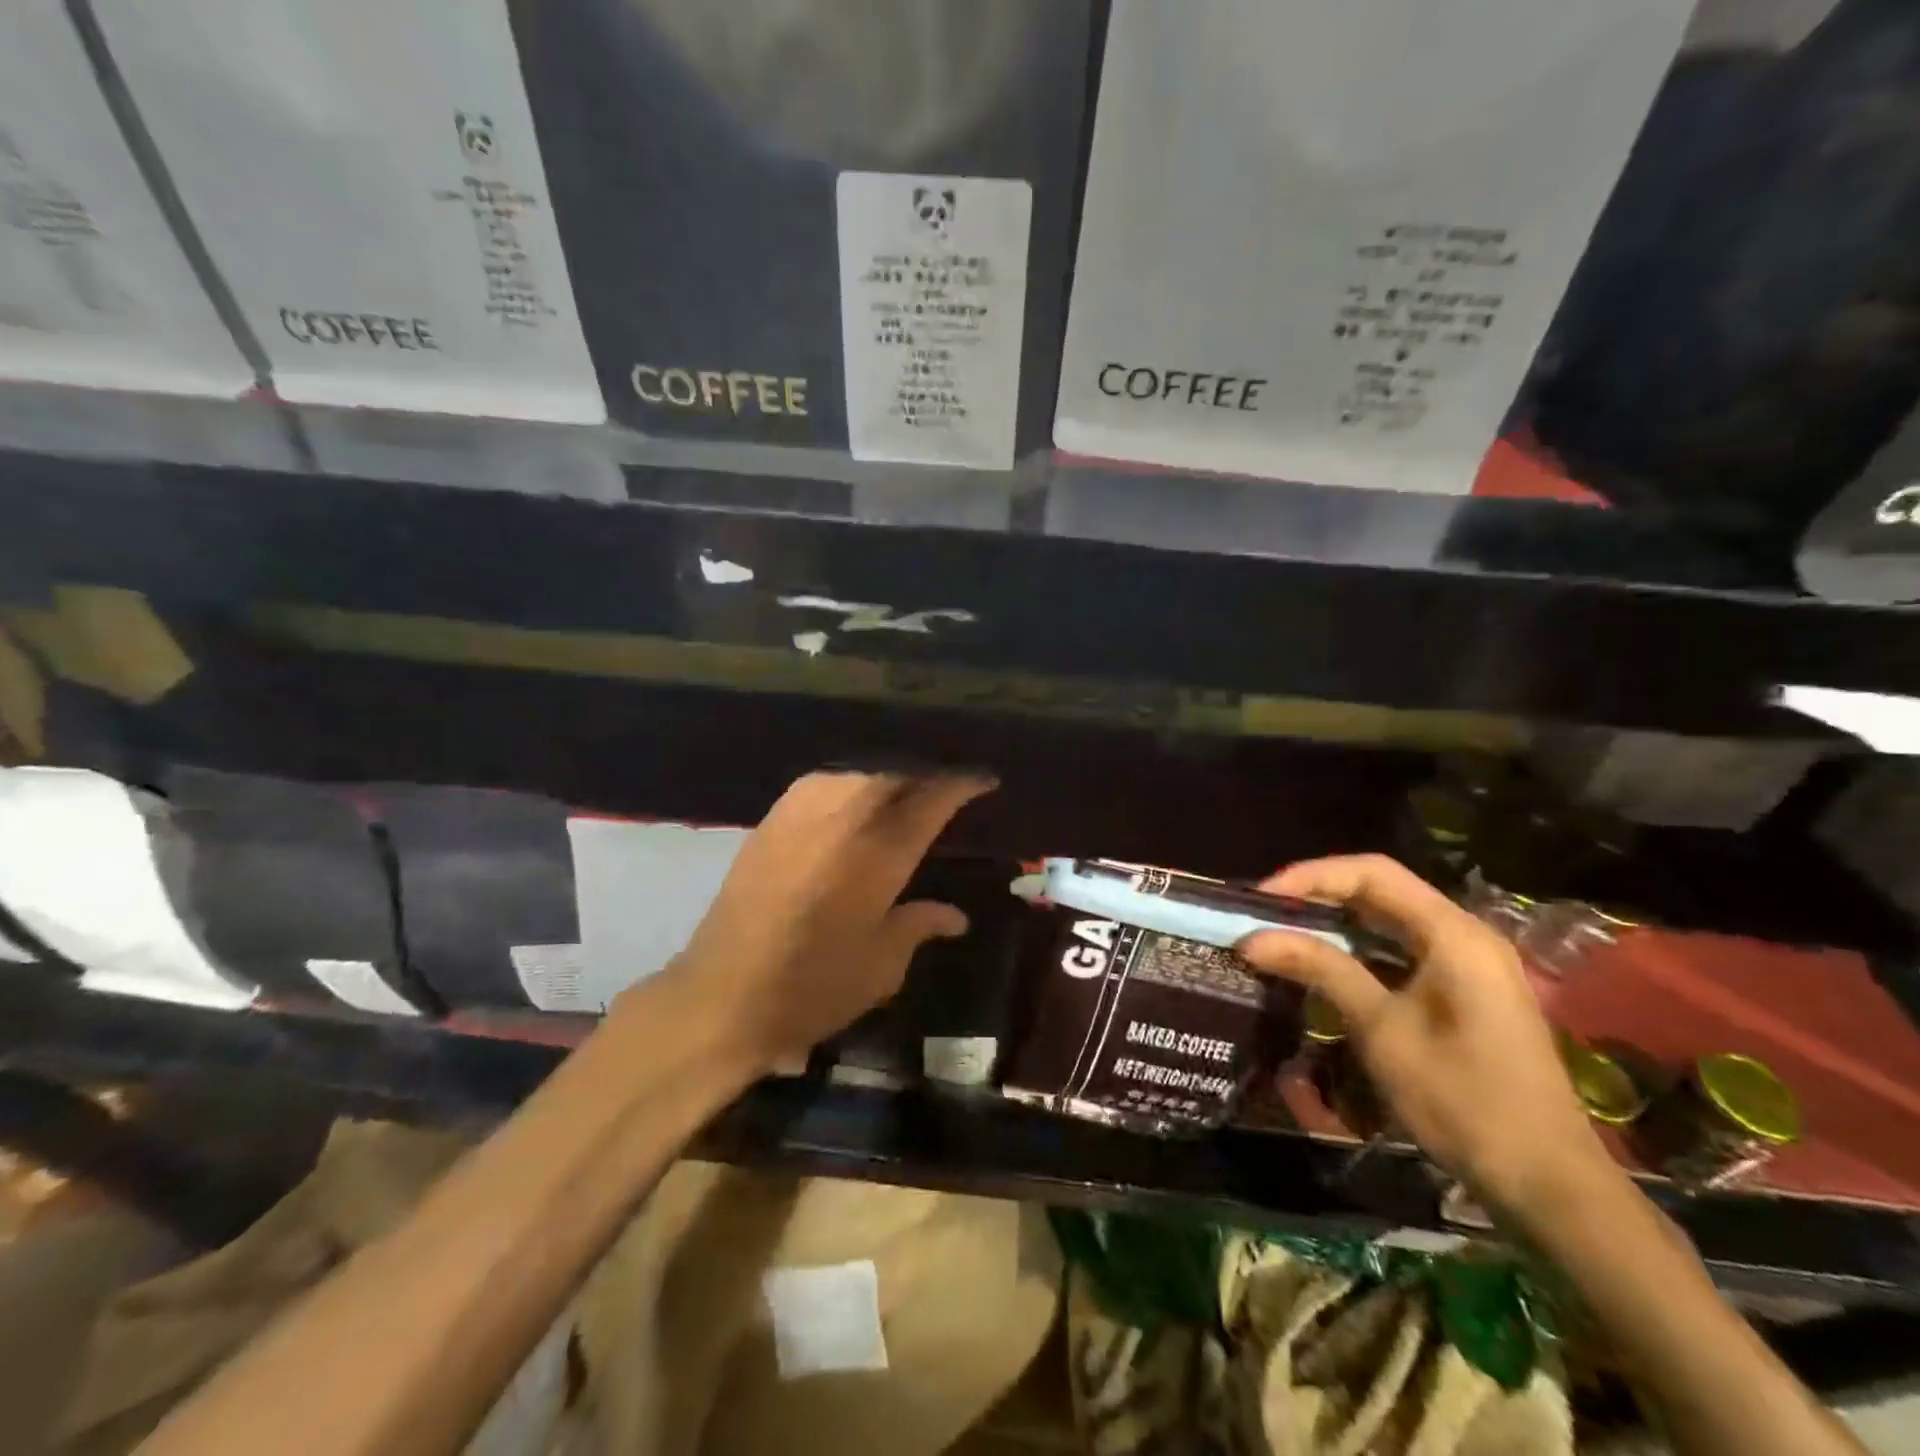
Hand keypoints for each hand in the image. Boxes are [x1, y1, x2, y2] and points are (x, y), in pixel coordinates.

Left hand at [646, 771, 994, 1073]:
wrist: (723, 996)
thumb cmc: (815, 988)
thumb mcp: (882, 965)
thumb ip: (920, 925)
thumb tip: (956, 916)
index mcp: (881, 854)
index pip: (932, 800)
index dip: (962, 784)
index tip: (984, 780)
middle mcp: (844, 820)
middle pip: (893, 772)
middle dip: (924, 773)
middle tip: (943, 787)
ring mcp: (801, 815)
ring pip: (854, 770)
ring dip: (885, 773)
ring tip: (902, 787)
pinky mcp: (769, 822)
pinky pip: (819, 782)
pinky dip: (846, 781)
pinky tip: (851, 797)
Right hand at [1237, 854, 1617, 1221]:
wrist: (1548, 1184)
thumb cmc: (1463, 1100)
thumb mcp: (1382, 1030)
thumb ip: (1320, 969)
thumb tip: (1252, 938)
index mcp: (1454, 933)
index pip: (1371, 873)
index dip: (1311, 876)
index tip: (1261, 899)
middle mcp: (1466, 934)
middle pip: (1382, 889)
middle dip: (1319, 895)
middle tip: (1265, 915)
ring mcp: (1471, 963)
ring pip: (1391, 919)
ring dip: (1337, 921)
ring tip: (1284, 933)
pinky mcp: (1468, 990)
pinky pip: (1404, 948)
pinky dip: (1360, 947)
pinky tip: (1327, 964)